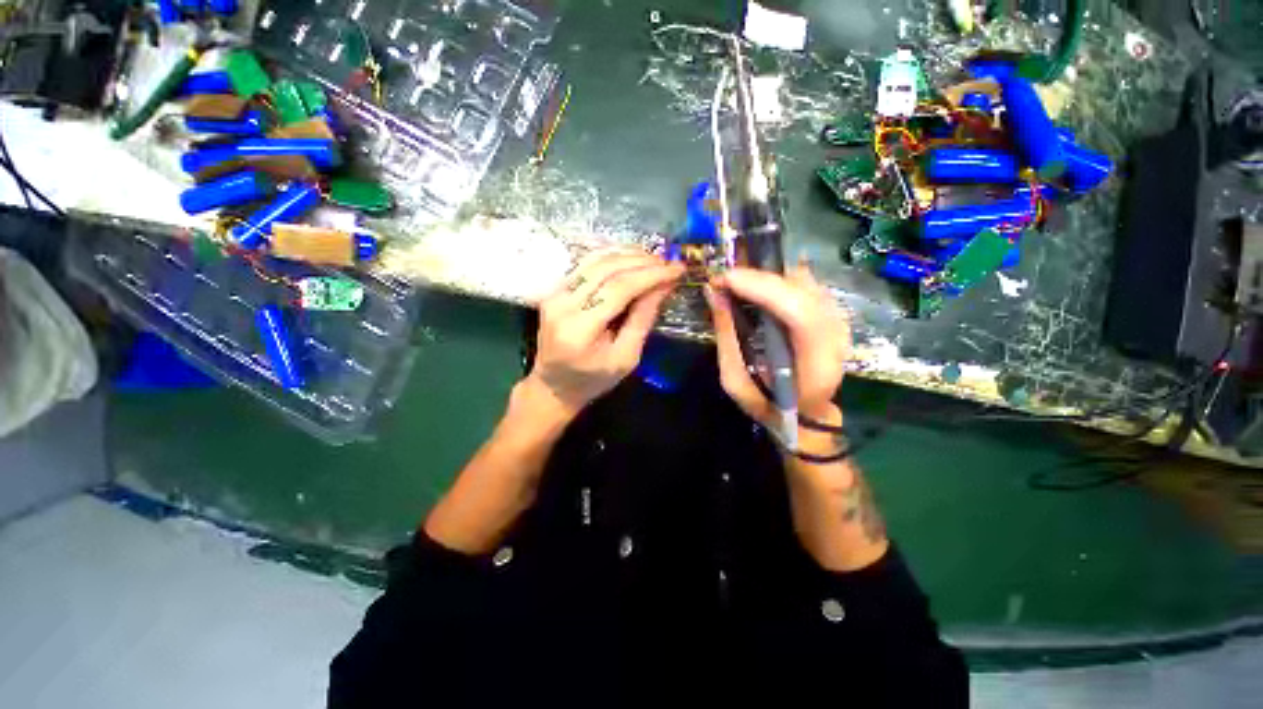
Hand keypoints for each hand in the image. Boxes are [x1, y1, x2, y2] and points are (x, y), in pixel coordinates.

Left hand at [524, 249, 683, 420]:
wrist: (554, 385)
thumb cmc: (593, 379)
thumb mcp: (626, 358)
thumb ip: (643, 319)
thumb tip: (663, 285)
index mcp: (580, 330)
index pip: (618, 289)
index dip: (650, 275)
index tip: (676, 269)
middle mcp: (562, 306)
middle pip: (605, 269)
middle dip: (641, 261)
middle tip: (667, 262)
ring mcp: (554, 295)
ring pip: (594, 260)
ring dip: (626, 254)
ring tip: (653, 258)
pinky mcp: (553, 291)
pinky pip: (584, 264)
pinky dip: (610, 257)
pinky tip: (630, 258)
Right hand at [704, 264, 849, 429]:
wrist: (806, 416)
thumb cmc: (769, 405)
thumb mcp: (735, 380)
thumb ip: (726, 337)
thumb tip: (713, 294)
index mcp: (816, 364)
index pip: (800, 314)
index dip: (764, 289)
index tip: (726, 279)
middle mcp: (836, 337)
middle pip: (803, 290)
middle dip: (760, 277)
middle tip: (724, 278)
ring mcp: (839, 322)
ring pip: (806, 282)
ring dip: (768, 276)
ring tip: (737, 282)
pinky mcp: (832, 314)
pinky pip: (806, 285)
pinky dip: (778, 280)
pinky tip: (758, 287)